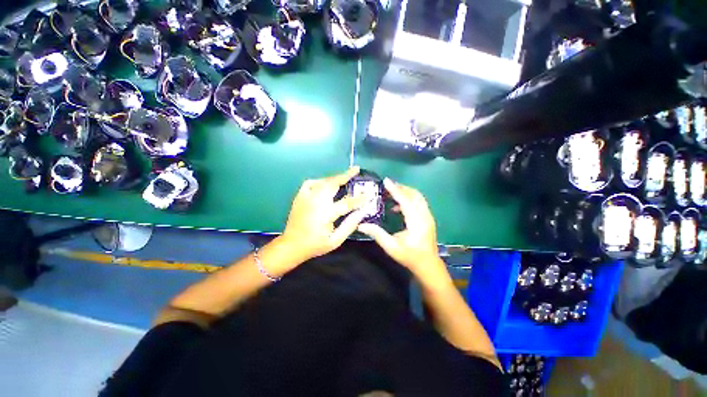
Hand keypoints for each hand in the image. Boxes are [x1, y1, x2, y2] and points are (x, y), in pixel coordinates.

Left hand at [281, 167, 367, 261]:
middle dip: (345, 175)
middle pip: (333, 184)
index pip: (347, 202)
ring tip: (344, 176)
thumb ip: (349, 225)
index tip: (370, 194)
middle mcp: (316, 202)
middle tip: (356, 169)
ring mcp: (306, 197)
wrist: (291, 245)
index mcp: (326, 214)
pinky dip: (319, 181)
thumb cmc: (315, 245)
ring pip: (323, 181)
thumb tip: (362, 212)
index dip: (360, 198)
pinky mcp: (299, 197)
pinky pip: (310, 183)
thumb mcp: (335, 241)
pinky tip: (325, 183)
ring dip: (335, 177)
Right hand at [358, 179, 448, 284]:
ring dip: (406, 193)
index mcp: (417, 222)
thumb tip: (361, 225)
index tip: (386, 181)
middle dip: (401, 188)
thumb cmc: (410, 257)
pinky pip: (419, 203)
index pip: (405, 201)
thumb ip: (377, 234)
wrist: (428, 265)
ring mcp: (428, 217)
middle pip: (415, 195)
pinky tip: (397, 208)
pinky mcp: (428, 219)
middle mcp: (425, 216)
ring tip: (391, 194)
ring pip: (418, 198)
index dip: (395, 190)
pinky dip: (409, 200)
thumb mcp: (391, 247)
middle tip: (387, 186)